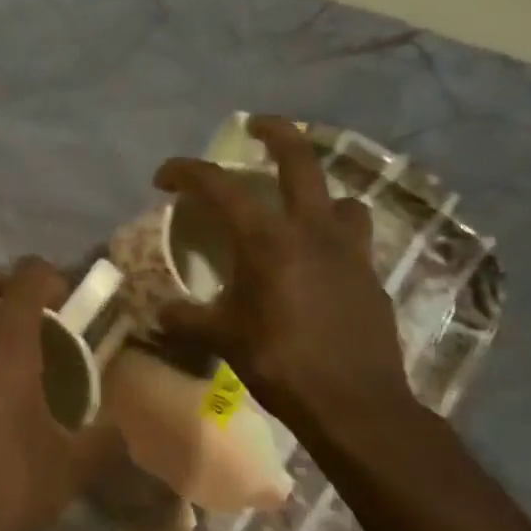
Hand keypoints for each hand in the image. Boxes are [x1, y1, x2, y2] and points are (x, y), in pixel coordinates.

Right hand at [153, 116, 412, 443]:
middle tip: (256, 125)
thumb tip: (159, 313)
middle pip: (300, 159)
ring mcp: (350, 250)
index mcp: (268, 240)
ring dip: (317, 193)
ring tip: (298, 209)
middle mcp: (312, 231)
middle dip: (276, 132)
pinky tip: (318, 264)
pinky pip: (354, 238)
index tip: (163, 177)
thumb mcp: (222, 338)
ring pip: (339, 198)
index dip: (187, 172)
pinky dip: (334, 237)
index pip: (221, 186)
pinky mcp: (371, 275)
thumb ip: (186, 319)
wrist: (356, 404)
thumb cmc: (281, 362)